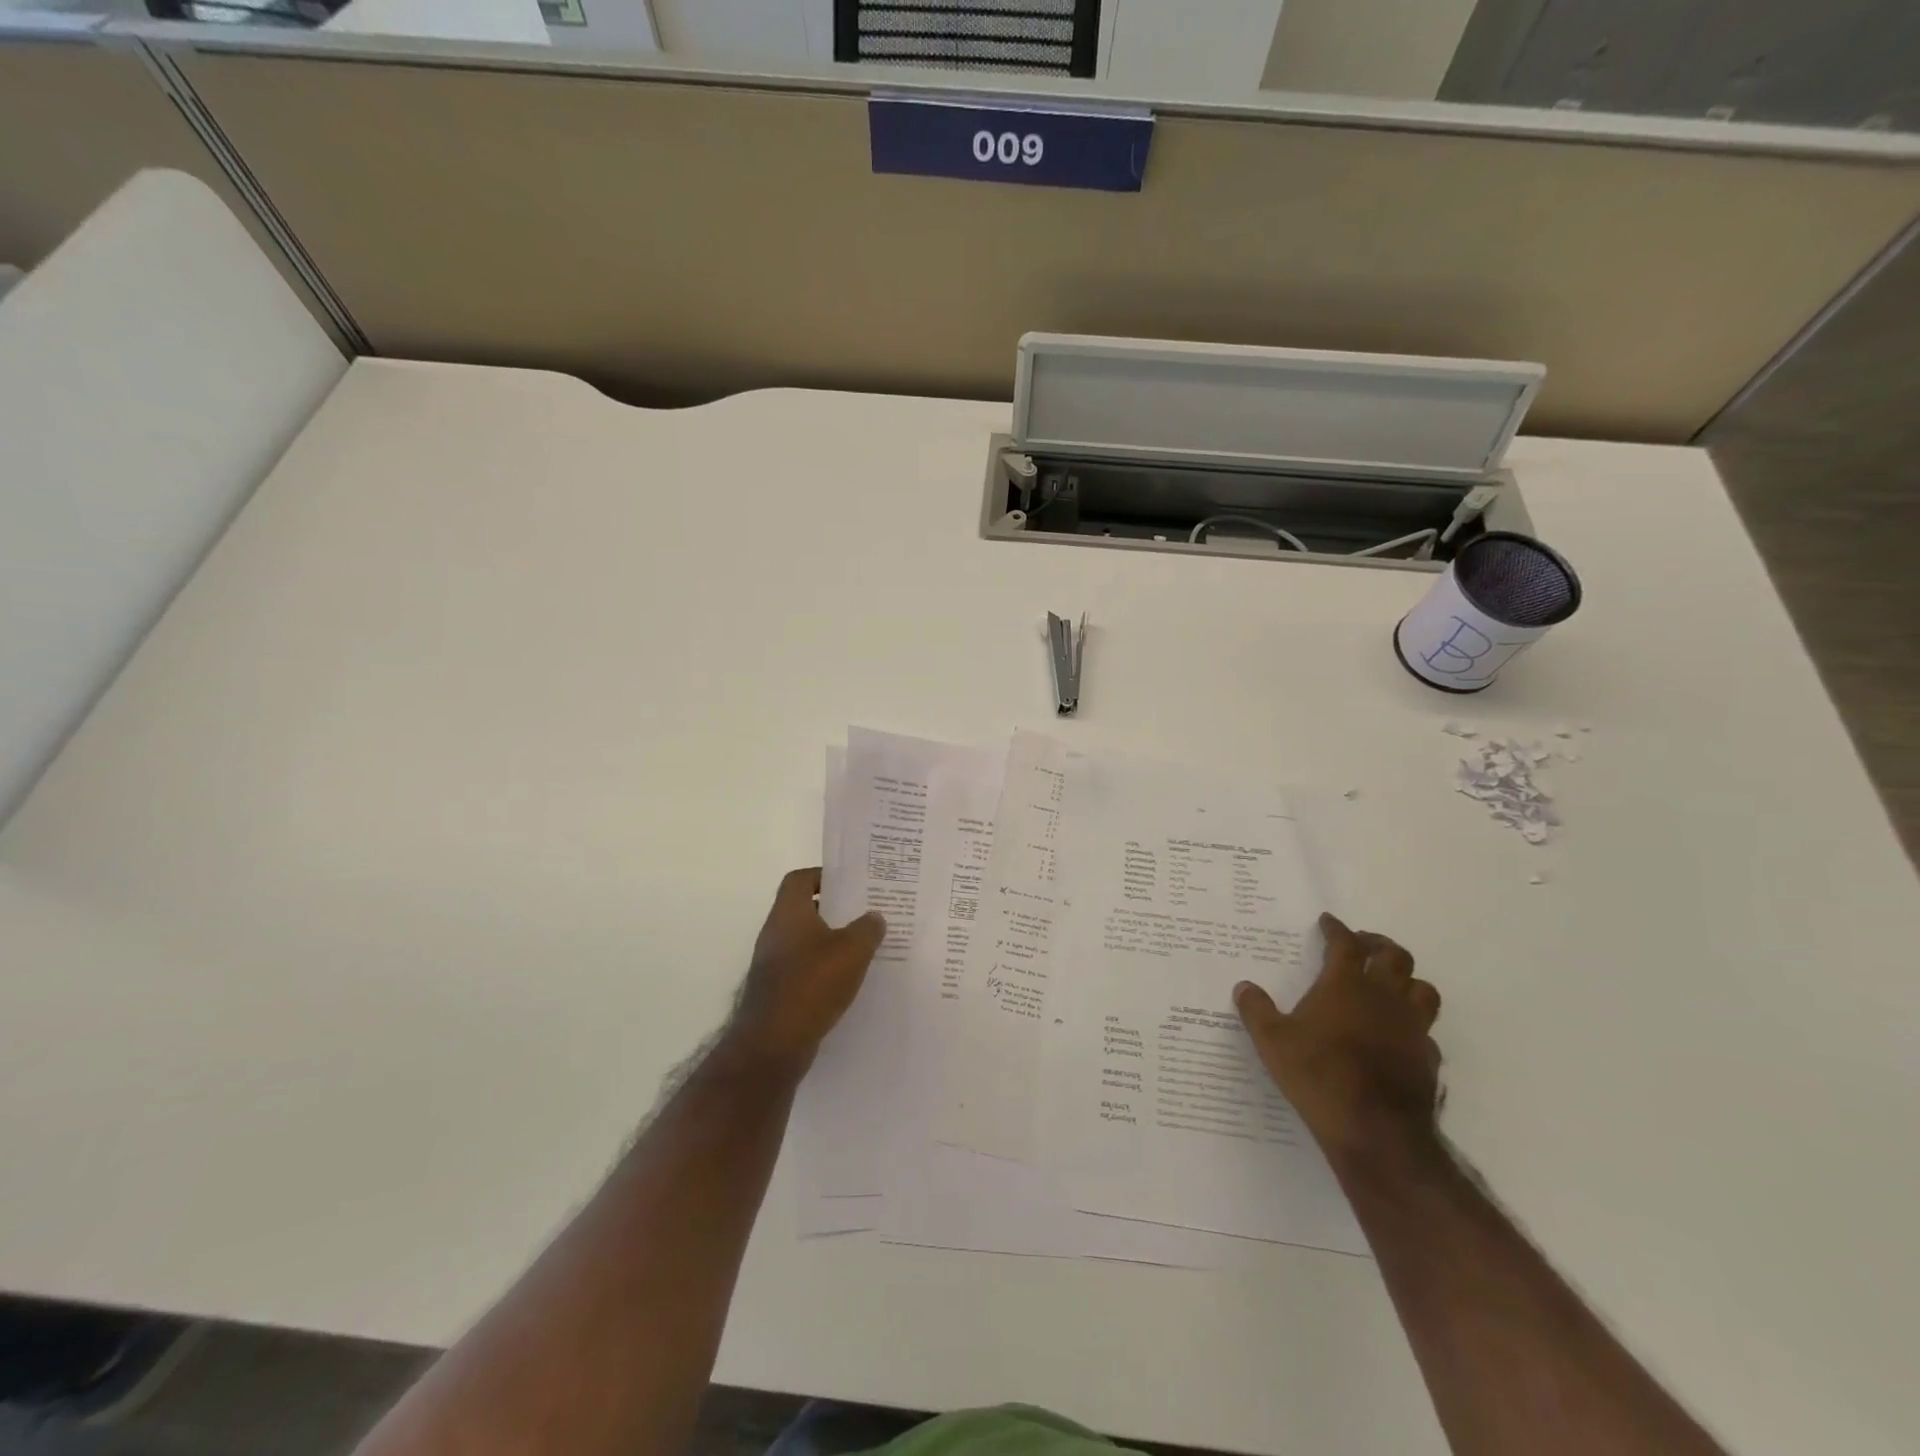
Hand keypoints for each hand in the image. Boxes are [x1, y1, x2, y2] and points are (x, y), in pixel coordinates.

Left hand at [726, 868, 885, 1076]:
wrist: (773, 1042)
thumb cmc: (812, 983)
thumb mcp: (852, 950)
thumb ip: (867, 929)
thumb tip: (874, 917)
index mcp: (789, 913)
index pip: (800, 879)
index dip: (824, 876)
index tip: (850, 884)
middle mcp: (775, 933)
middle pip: (804, 909)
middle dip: (834, 910)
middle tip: (865, 914)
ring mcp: (772, 964)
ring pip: (805, 941)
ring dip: (830, 942)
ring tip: (863, 947)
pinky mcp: (776, 991)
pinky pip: (803, 968)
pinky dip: (822, 969)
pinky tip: (847, 980)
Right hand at [1234, 914, 1442, 1174]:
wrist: (1375, 1130)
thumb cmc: (1318, 1074)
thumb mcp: (1271, 1041)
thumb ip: (1256, 1010)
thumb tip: (1244, 987)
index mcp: (1345, 985)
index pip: (1345, 944)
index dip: (1337, 929)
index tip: (1328, 922)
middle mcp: (1384, 997)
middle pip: (1394, 956)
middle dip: (1378, 944)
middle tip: (1363, 945)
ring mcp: (1411, 1028)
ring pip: (1422, 989)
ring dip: (1406, 980)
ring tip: (1389, 984)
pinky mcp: (1427, 1058)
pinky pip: (1426, 1031)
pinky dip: (1413, 1024)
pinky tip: (1399, 1034)